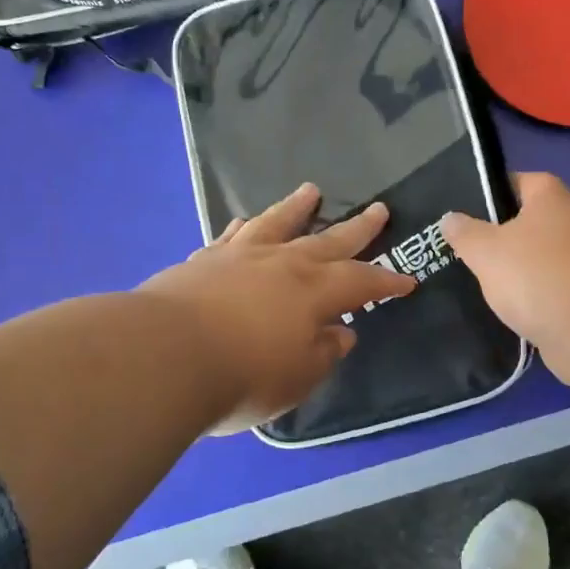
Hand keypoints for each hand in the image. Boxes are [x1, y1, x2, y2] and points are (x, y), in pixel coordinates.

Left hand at [140, 184, 418, 433]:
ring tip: (311, 190)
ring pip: (277, 223)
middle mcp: (283, 264)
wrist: (163, 356)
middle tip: (379, 209)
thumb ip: (324, 352)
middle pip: (328, 240)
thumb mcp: (297, 377)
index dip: (386, 281)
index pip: (362, 281)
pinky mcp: (202, 261)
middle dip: (357, 228)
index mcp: (315, 292)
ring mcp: (240, 257)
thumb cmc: (242, 375)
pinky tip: (246, 223)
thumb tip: (340, 332)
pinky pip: (231, 237)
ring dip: (297, 207)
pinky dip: (244, 227)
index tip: (407, 280)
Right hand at [441, 173, 569, 376]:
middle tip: (470, 252)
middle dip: (505, 236)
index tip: (466, 212)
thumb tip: (450, 218)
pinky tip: (516, 312)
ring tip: (487, 285)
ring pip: (546, 258)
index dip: (492, 193)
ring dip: (524, 271)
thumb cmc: (537, 275)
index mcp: (552, 198)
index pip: (519, 181)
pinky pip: (558, 289)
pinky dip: (540, 298)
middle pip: (533, 221)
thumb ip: (465, 233)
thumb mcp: (485, 250)